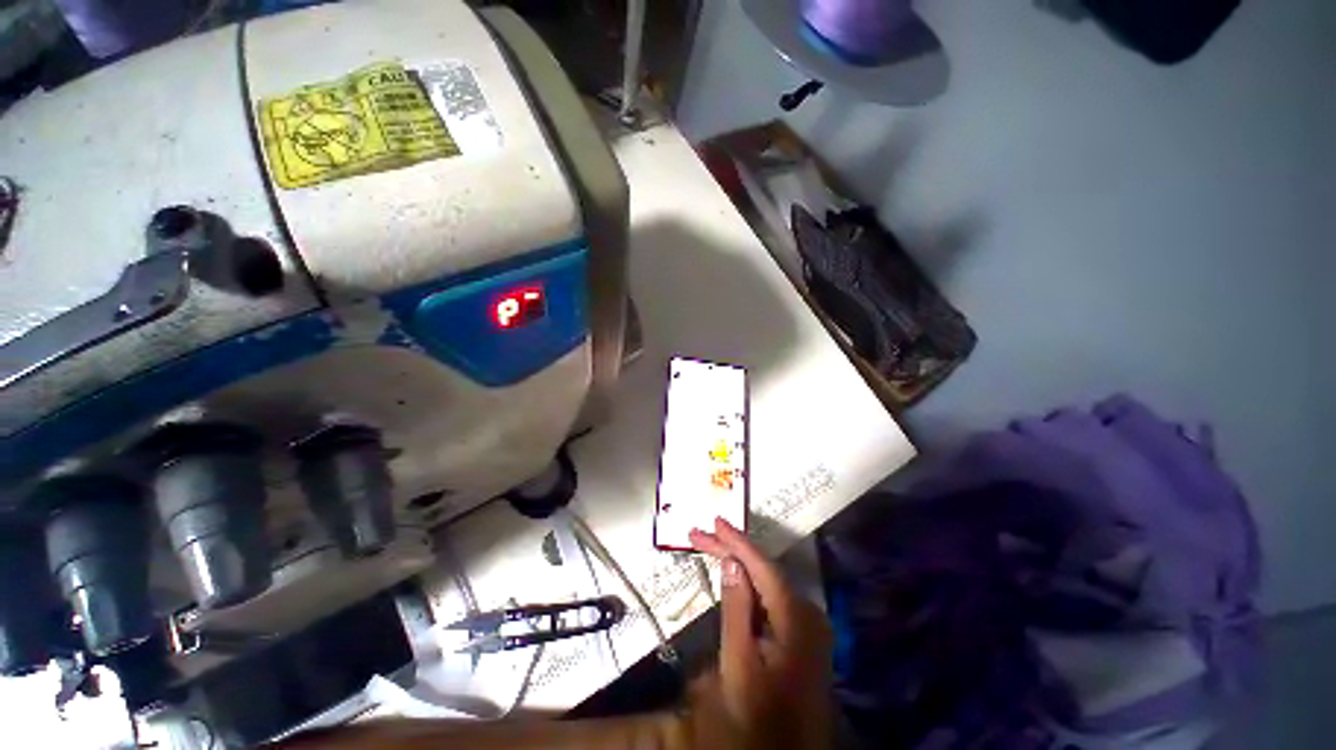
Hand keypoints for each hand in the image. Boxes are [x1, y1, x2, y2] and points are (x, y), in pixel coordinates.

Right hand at [685, 518, 833, 749]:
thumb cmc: (761, 714)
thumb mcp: (740, 662)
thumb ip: (736, 608)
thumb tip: (731, 562)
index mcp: (797, 617)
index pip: (763, 566)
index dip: (737, 541)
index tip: (714, 522)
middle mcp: (808, 610)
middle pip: (764, 569)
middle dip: (731, 550)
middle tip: (700, 535)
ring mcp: (808, 621)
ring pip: (767, 580)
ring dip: (738, 563)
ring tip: (711, 545)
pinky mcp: (802, 631)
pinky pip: (771, 595)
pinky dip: (749, 583)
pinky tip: (732, 573)